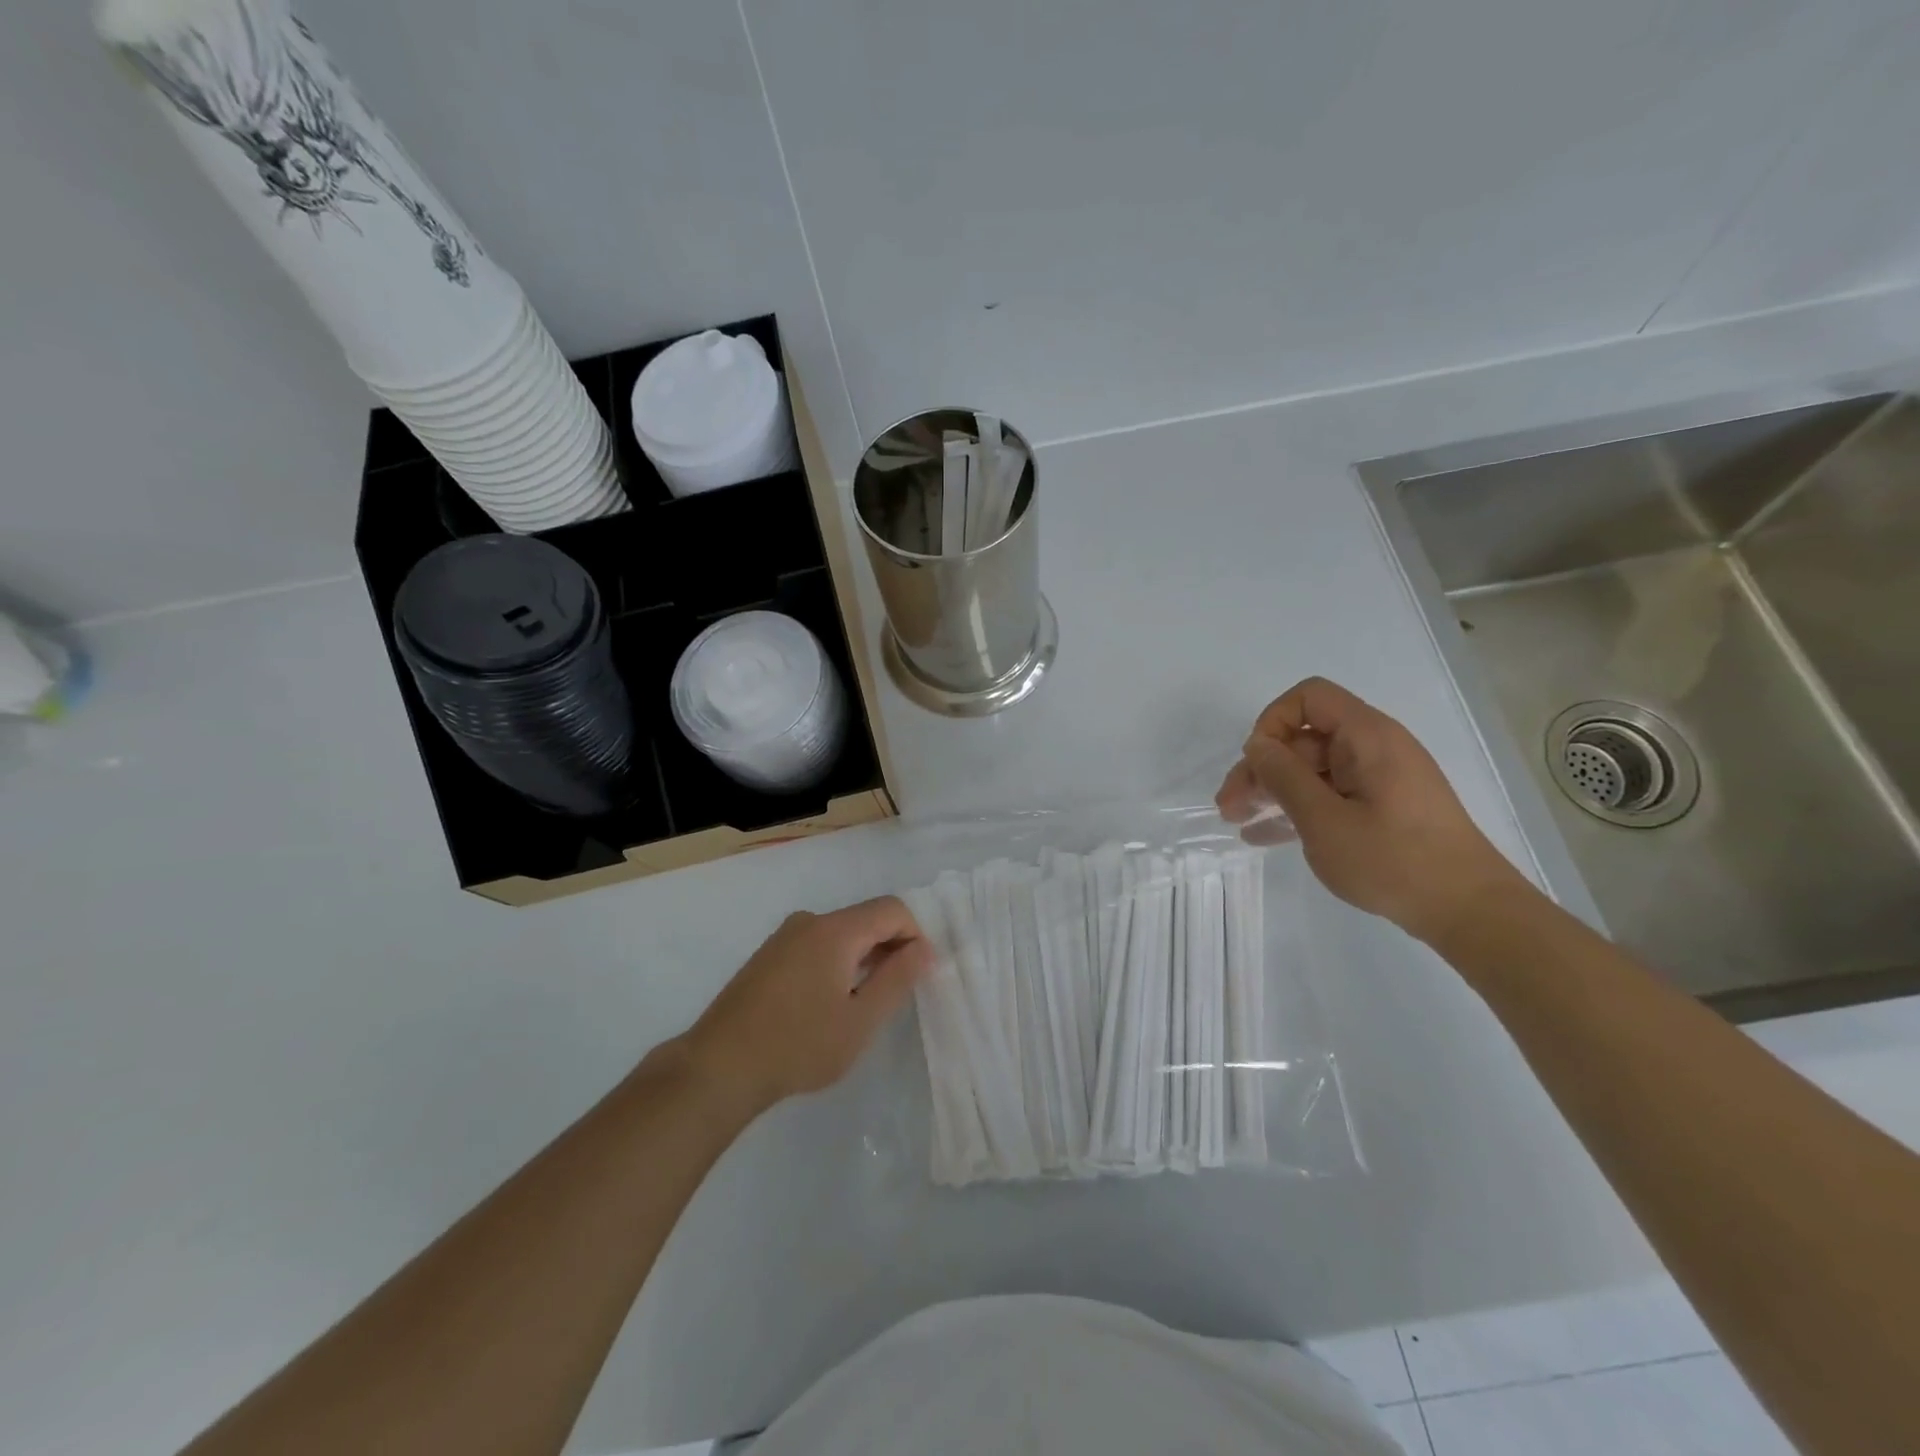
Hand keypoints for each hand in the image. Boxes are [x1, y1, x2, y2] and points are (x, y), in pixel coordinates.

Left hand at [683, 896, 932, 1112]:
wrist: (718, 1067)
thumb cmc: (797, 1046)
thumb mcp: (860, 1020)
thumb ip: (897, 979)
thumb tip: (924, 948)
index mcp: (835, 930)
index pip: (892, 909)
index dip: (915, 935)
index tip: (919, 975)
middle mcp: (810, 921)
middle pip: (865, 918)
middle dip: (891, 947)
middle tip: (896, 994)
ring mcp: (784, 937)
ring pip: (841, 933)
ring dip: (863, 957)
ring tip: (863, 1004)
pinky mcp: (768, 956)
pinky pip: (817, 945)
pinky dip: (837, 963)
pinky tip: (829, 1004)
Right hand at [1216, 677, 1529, 942]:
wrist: (1468, 910)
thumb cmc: (1392, 859)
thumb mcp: (1323, 819)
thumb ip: (1284, 776)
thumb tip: (1258, 745)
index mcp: (1366, 736)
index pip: (1309, 697)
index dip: (1273, 722)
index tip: (1256, 763)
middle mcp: (1374, 748)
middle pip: (1304, 738)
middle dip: (1262, 768)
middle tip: (1228, 805)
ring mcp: (1380, 780)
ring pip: (1313, 770)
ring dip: (1272, 791)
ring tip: (1238, 821)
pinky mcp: (1383, 808)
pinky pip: (1330, 795)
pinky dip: (1298, 808)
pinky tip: (1264, 835)